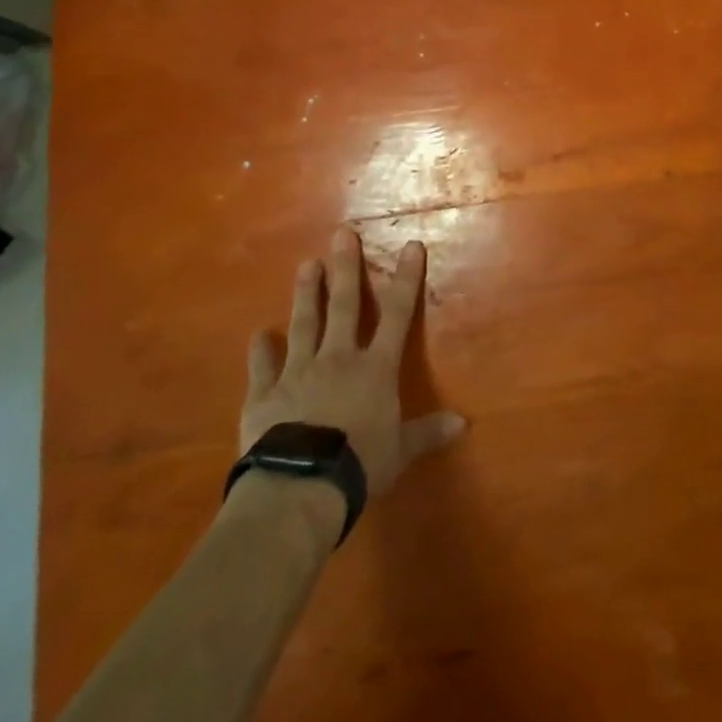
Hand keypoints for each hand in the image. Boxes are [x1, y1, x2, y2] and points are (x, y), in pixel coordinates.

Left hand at [242, 226, 465, 496]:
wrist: (299, 486)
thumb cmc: (360, 464)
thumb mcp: (401, 450)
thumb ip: (427, 432)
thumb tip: (463, 424)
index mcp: (375, 368)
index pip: (396, 314)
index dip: (405, 279)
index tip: (411, 246)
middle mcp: (337, 359)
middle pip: (344, 306)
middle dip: (346, 269)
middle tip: (341, 234)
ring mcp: (297, 372)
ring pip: (304, 324)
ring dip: (306, 294)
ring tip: (307, 264)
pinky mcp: (264, 395)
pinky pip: (262, 367)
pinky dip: (261, 351)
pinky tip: (258, 334)